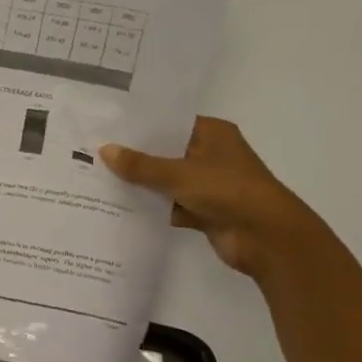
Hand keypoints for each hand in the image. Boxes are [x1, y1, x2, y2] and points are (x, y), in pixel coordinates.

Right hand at [100, 117, 329, 279]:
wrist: (269, 239)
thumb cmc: (229, 191)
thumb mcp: (179, 174)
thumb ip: (140, 165)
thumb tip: (104, 150)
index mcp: (212, 133)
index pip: (169, 122)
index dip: (139, 125)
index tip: (106, 126)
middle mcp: (210, 154)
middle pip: (164, 152)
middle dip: (134, 156)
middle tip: (92, 152)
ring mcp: (208, 184)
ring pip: (165, 180)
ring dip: (140, 184)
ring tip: (97, 178)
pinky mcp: (204, 210)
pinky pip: (169, 205)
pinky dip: (150, 207)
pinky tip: (118, 206)